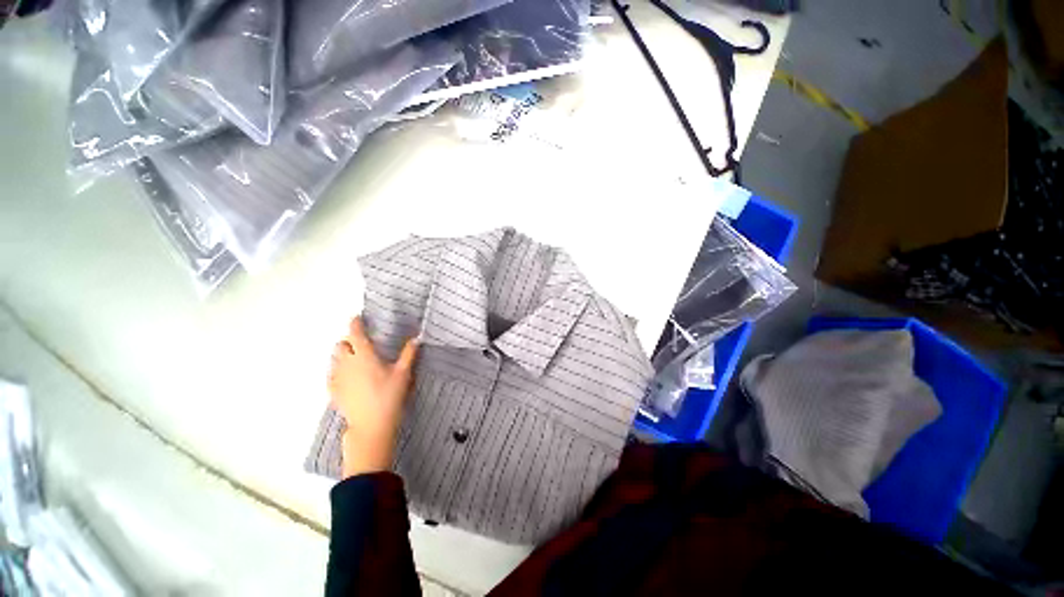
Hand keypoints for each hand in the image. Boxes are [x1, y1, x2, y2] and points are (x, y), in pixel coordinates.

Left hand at [329, 316, 418, 477]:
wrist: (371, 425)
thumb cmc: (389, 396)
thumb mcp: (404, 373)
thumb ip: (409, 353)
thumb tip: (417, 338)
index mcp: (364, 356)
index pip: (356, 334)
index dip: (355, 323)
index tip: (357, 317)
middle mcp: (347, 364)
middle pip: (340, 345)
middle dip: (349, 341)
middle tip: (361, 344)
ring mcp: (337, 378)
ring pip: (334, 359)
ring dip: (342, 355)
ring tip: (355, 360)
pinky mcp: (333, 391)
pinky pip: (331, 374)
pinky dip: (338, 370)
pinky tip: (348, 378)